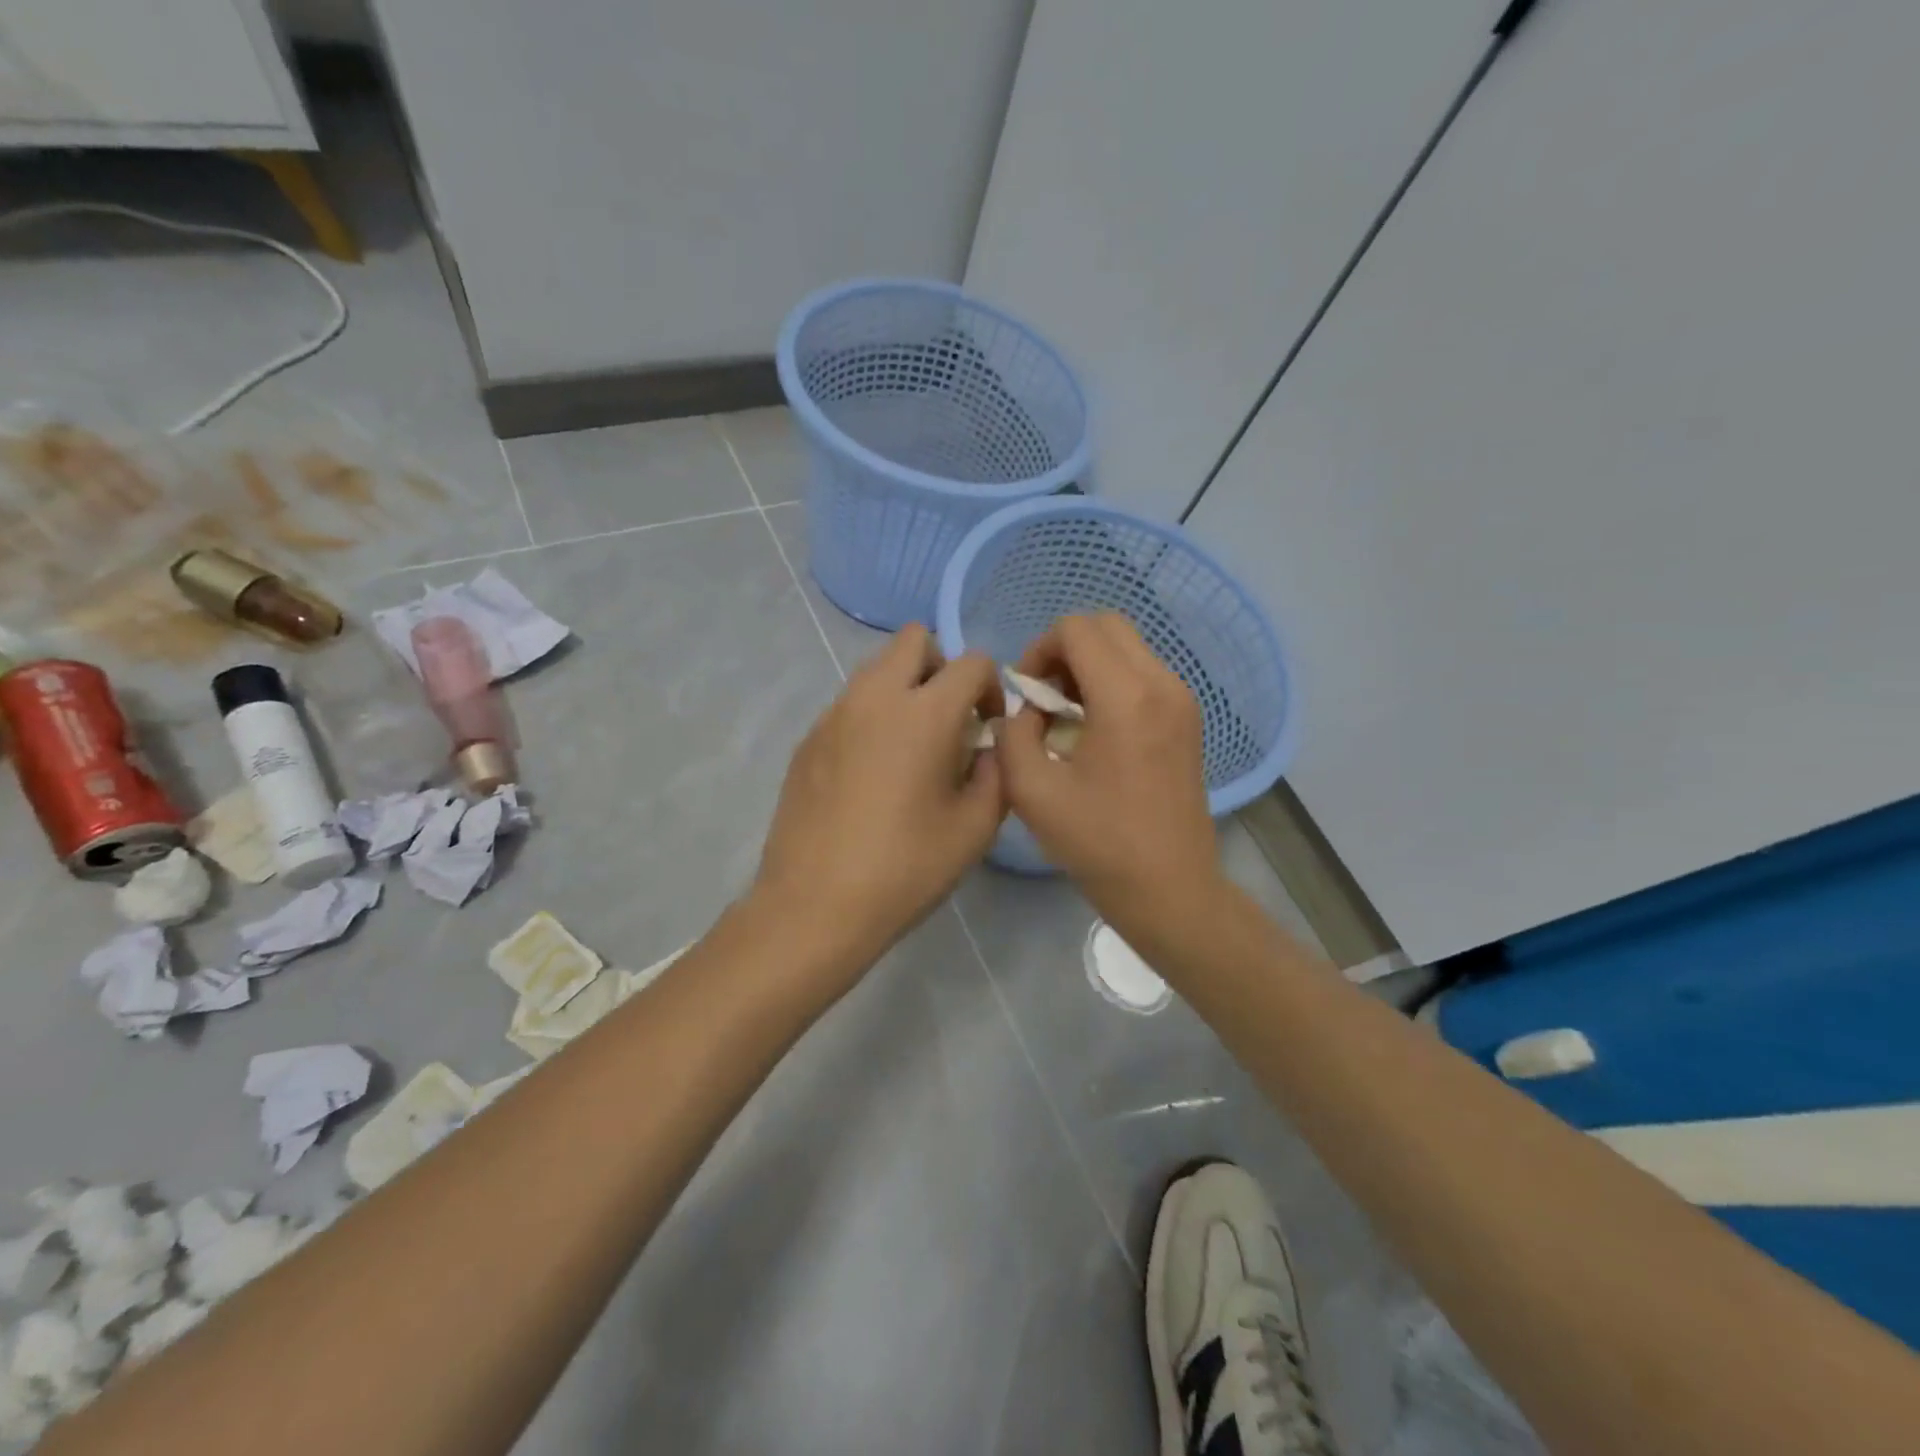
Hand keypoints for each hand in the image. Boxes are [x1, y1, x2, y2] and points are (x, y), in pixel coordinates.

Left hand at [753, 624, 1005, 982]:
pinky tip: (871, 775)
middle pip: (914, 640)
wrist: (814, 905)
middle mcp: (875, 697)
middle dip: (942, 668)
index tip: (987, 731)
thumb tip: (988, 747)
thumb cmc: (905, 869)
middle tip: (948, 722)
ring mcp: (834, 715)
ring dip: (904, 691)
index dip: (991, 689)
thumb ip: (997, 773)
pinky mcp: (807, 739)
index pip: (972, 662)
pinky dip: (872, 718)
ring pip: (877, 670)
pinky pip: (849, 705)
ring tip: (910, 751)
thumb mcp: (975, 828)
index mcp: (924, 713)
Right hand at [996, 614, 1223, 946]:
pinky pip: (1144, 674)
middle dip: (1064, 650)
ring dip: (1089, 666)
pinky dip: (1112, 682)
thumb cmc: (1098, 843)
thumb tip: (1027, 710)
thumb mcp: (1031, 790)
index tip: (1027, 694)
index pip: (1076, 629)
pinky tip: (1095, 730)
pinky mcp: (1188, 718)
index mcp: (1126, 697)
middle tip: (1044, 696)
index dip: (1039, 650)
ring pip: (1127, 647)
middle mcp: (1162, 684)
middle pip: (1106, 626)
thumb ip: (1013, 733)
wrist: (1169, 887)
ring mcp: (1182, 700)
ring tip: (1066, 715)